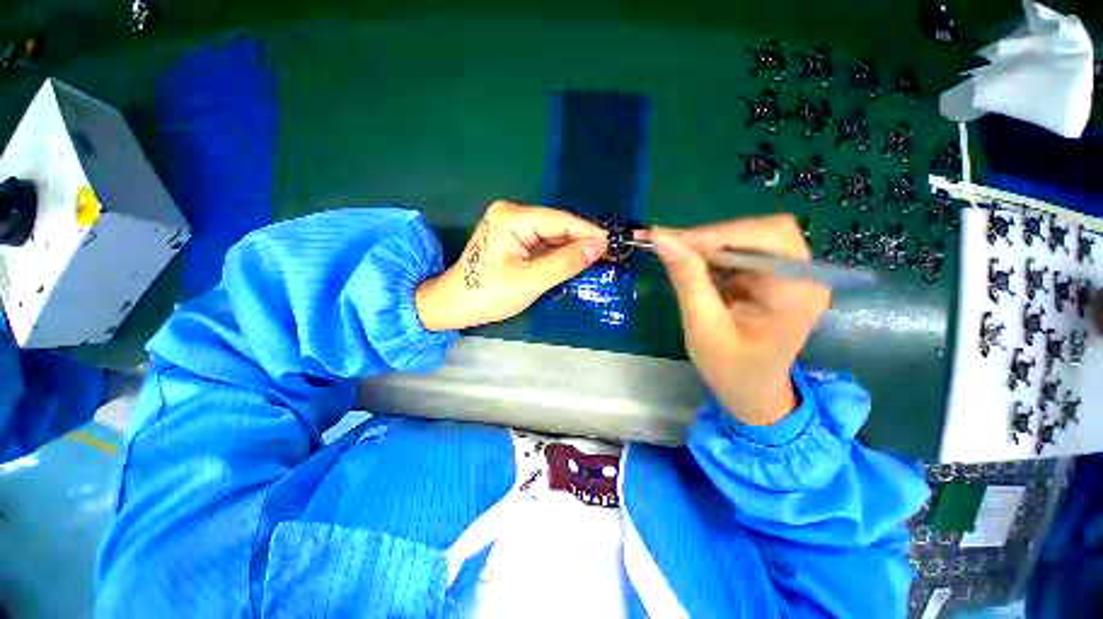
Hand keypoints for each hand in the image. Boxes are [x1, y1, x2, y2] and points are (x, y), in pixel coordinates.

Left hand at [416, 201, 607, 330]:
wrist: (454, 305)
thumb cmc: (488, 294)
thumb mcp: (530, 281)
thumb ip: (565, 262)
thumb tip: (599, 247)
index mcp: (513, 217)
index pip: (561, 220)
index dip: (589, 232)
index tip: (613, 244)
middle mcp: (513, 214)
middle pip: (558, 226)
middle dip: (582, 242)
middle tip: (609, 256)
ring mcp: (513, 226)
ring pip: (553, 236)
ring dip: (572, 249)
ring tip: (598, 261)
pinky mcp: (514, 239)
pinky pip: (543, 244)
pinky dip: (559, 255)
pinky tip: (575, 263)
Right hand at [647, 215, 829, 426]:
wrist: (750, 391)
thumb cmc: (730, 368)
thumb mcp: (703, 327)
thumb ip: (687, 280)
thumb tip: (661, 239)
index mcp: (798, 291)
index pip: (769, 237)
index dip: (720, 233)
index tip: (673, 241)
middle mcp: (801, 275)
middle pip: (760, 232)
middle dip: (712, 237)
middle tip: (670, 245)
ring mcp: (786, 275)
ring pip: (746, 238)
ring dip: (707, 244)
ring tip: (671, 251)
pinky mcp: (769, 278)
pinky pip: (738, 252)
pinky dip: (710, 254)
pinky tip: (687, 262)